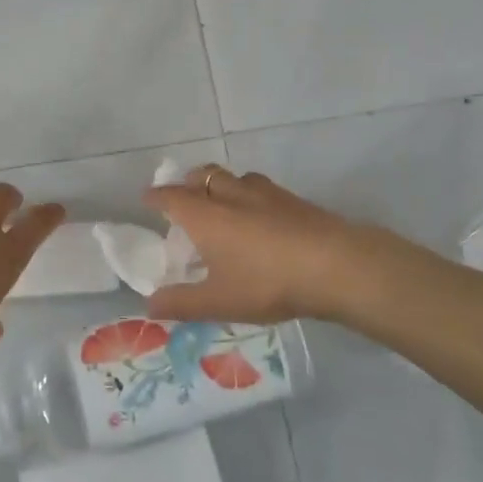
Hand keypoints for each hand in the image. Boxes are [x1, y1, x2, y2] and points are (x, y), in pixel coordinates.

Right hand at [143, 165, 438, 325]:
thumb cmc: (267, 282)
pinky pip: (260, 189)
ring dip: (221, 185)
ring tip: (223, 204)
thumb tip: (148, 305)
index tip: (147, 199)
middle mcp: (230, 195)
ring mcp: (264, 193)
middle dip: (189, 183)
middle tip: (186, 198)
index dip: (156, 196)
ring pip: (234, 178)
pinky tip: (261, 217)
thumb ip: (181, 303)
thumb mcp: (218, 301)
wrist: (336, 265)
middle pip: (203, 176)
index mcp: (205, 215)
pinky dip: (250, 196)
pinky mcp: (293, 199)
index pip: (171, 196)